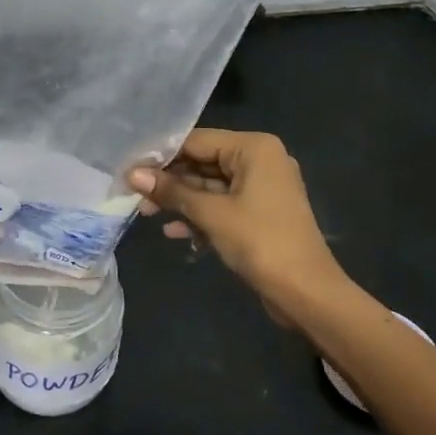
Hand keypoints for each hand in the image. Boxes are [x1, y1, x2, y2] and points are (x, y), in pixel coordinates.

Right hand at [129, 129, 351, 325]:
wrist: (306, 293)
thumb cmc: (260, 242)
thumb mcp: (211, 214)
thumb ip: (171, 191)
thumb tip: (132, 174)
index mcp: (254, 148)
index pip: (197, 141)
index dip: (161, 155)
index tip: (129, 168)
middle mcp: (260, 160)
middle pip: (203, 162)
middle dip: (169, 181)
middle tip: (133, 194)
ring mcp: (261, 188)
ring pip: (210, 186)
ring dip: (180, 201)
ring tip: (146, 214)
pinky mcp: (259, 213)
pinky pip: (222, 205)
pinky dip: (199, 216)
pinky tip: (173, 232)